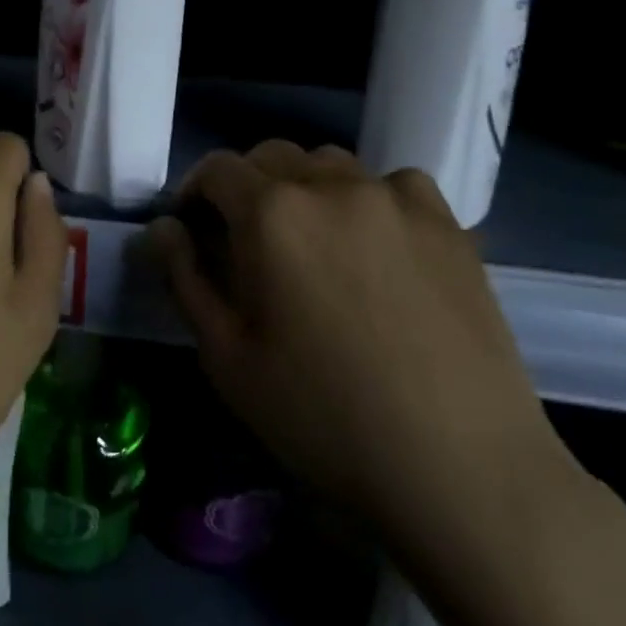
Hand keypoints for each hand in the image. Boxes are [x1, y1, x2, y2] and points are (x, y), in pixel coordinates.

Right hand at [147, 142, 576, 570]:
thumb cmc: (324, 417)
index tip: (193, 229)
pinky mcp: (446, 222)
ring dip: (305, 189)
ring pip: (329, 165)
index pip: (216, 169)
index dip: (194, 193)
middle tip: (248, 241)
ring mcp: (394, 198)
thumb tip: (162, 228)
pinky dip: (370, 200)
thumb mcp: (227, 357)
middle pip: (271, 157)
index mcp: (270, 213)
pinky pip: (392, 184)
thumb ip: (185, 278)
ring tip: (313, 243)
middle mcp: (329, 185)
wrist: (462, 469)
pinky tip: (378, 246)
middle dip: (246, 188)